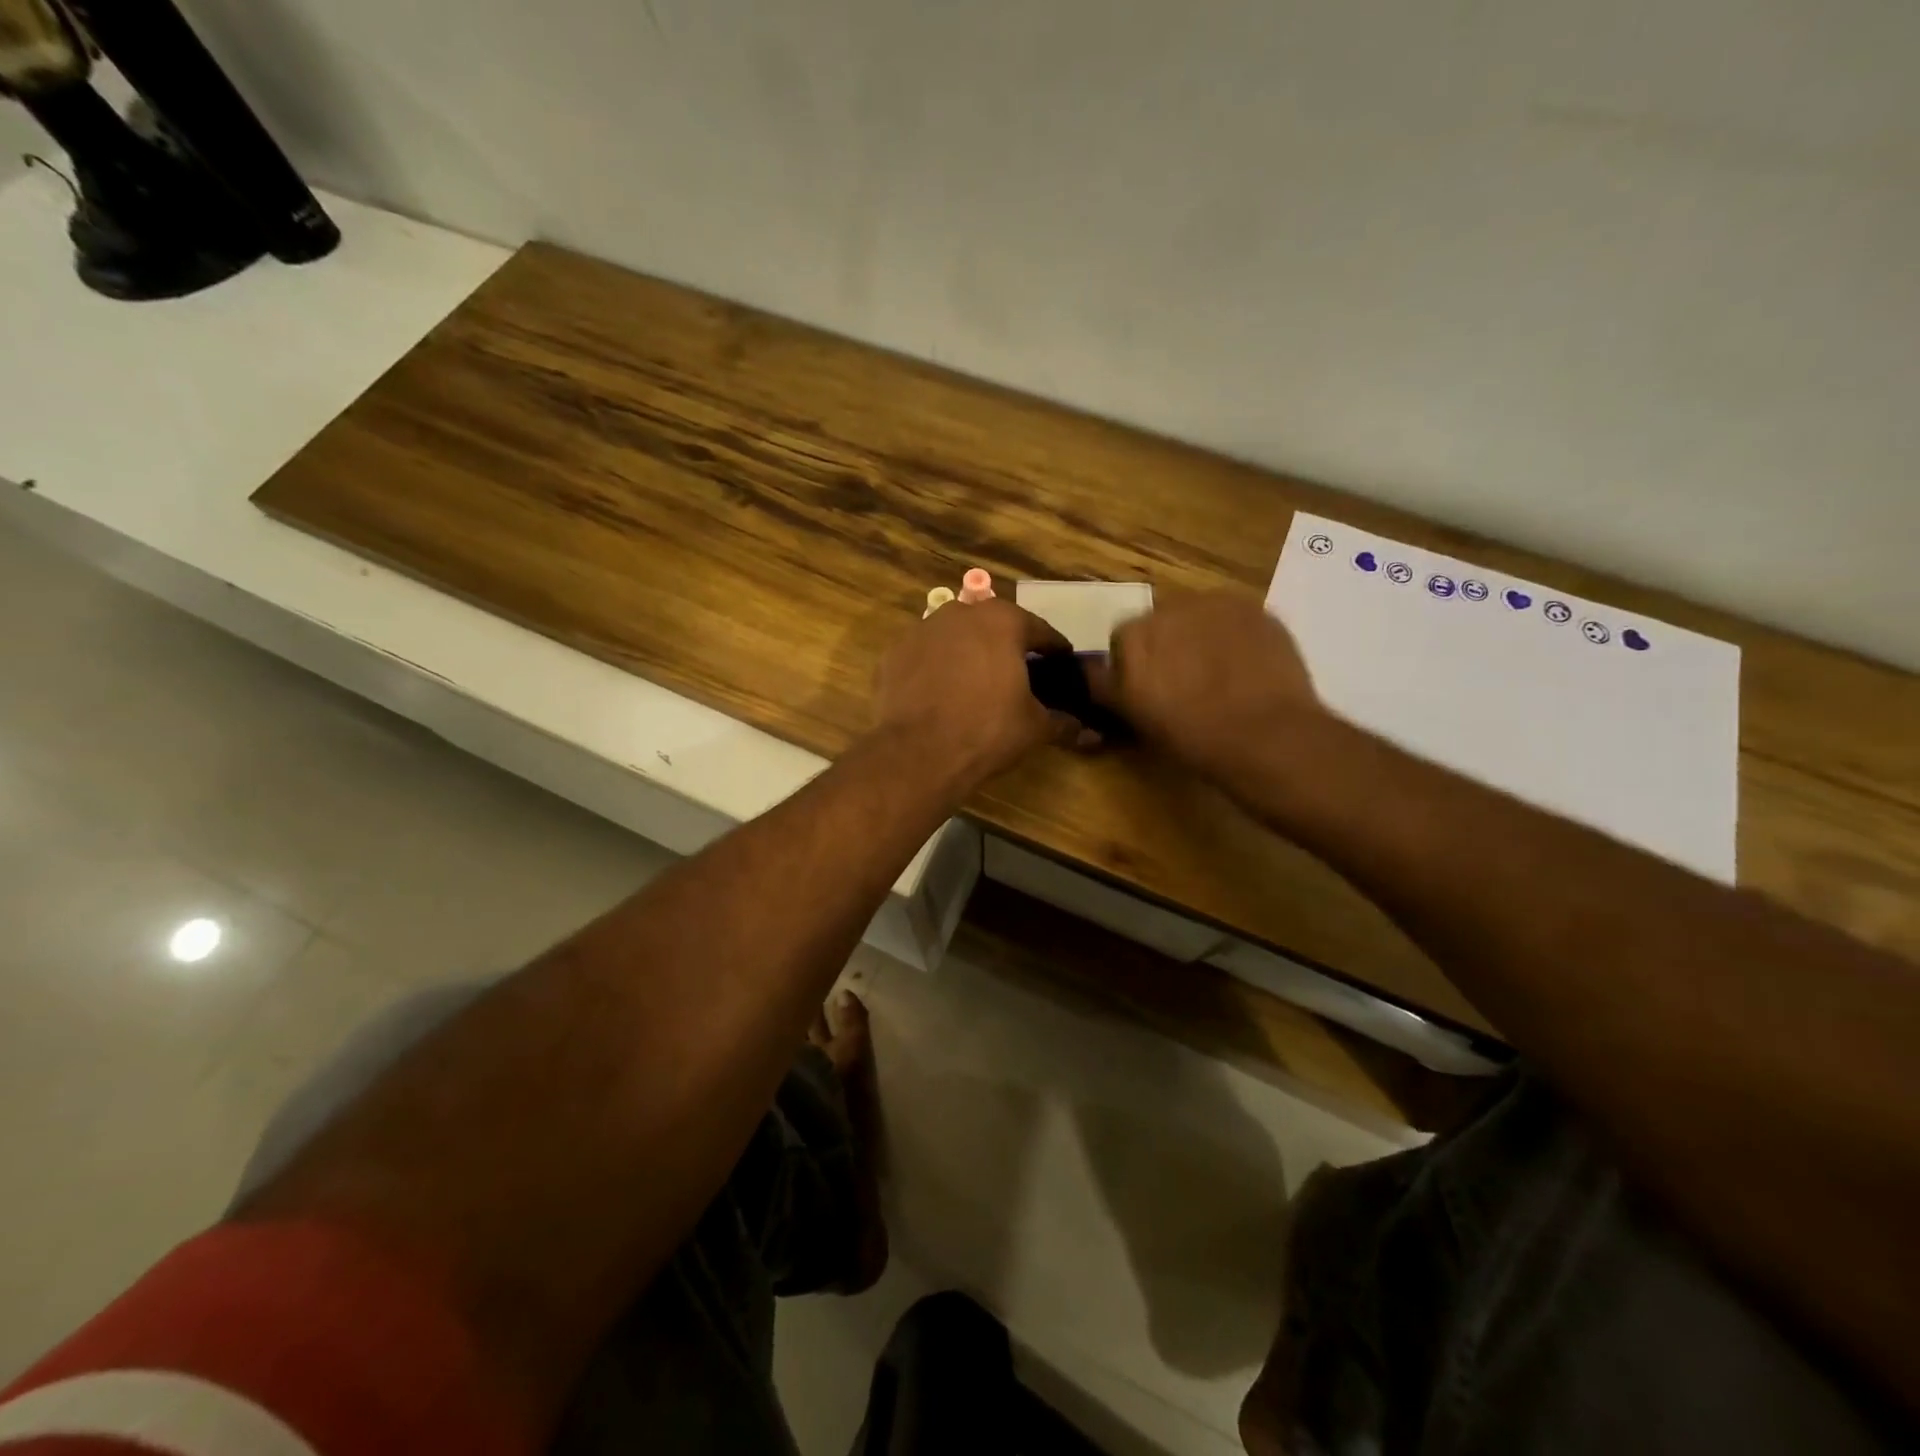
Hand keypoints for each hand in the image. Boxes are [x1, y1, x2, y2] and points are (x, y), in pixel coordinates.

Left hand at [873, 598, 1076, 788]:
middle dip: (1008, 647)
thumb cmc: (987, 731)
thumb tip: (1090, 733)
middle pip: (994, 627)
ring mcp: (921, 630)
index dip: (1053, 650)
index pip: (1040, 631)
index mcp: (1003, 621)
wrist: (918, 753)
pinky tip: (940, 695)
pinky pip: (925, 657)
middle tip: (1019, 674)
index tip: (1061, 665)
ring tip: (977, 685)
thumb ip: (1063, 722)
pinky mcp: (893, 653)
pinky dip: (935, 669)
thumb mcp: (1034, 727)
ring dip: (969, 654)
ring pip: (956, 638)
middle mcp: (961, 613)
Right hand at [1093, 591, 1322, 777]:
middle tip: (1184, 681)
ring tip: (1220, 672)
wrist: (1266, 736)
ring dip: (1200, 635)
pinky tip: (1246, 666)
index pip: (1122, 639)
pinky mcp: (1254, 608)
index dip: (1133, 664)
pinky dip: (1234, 635)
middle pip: (1160, 621)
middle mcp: (1169, 608)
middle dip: (1167, 644)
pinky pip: (1234, 617)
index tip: (1148, 689)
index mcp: (1133, 636)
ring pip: (1198, 615)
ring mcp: (1215, 603)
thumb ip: (1108, 688)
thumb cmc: (1192, 736)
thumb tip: (1092, 672)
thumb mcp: (1135, 718)